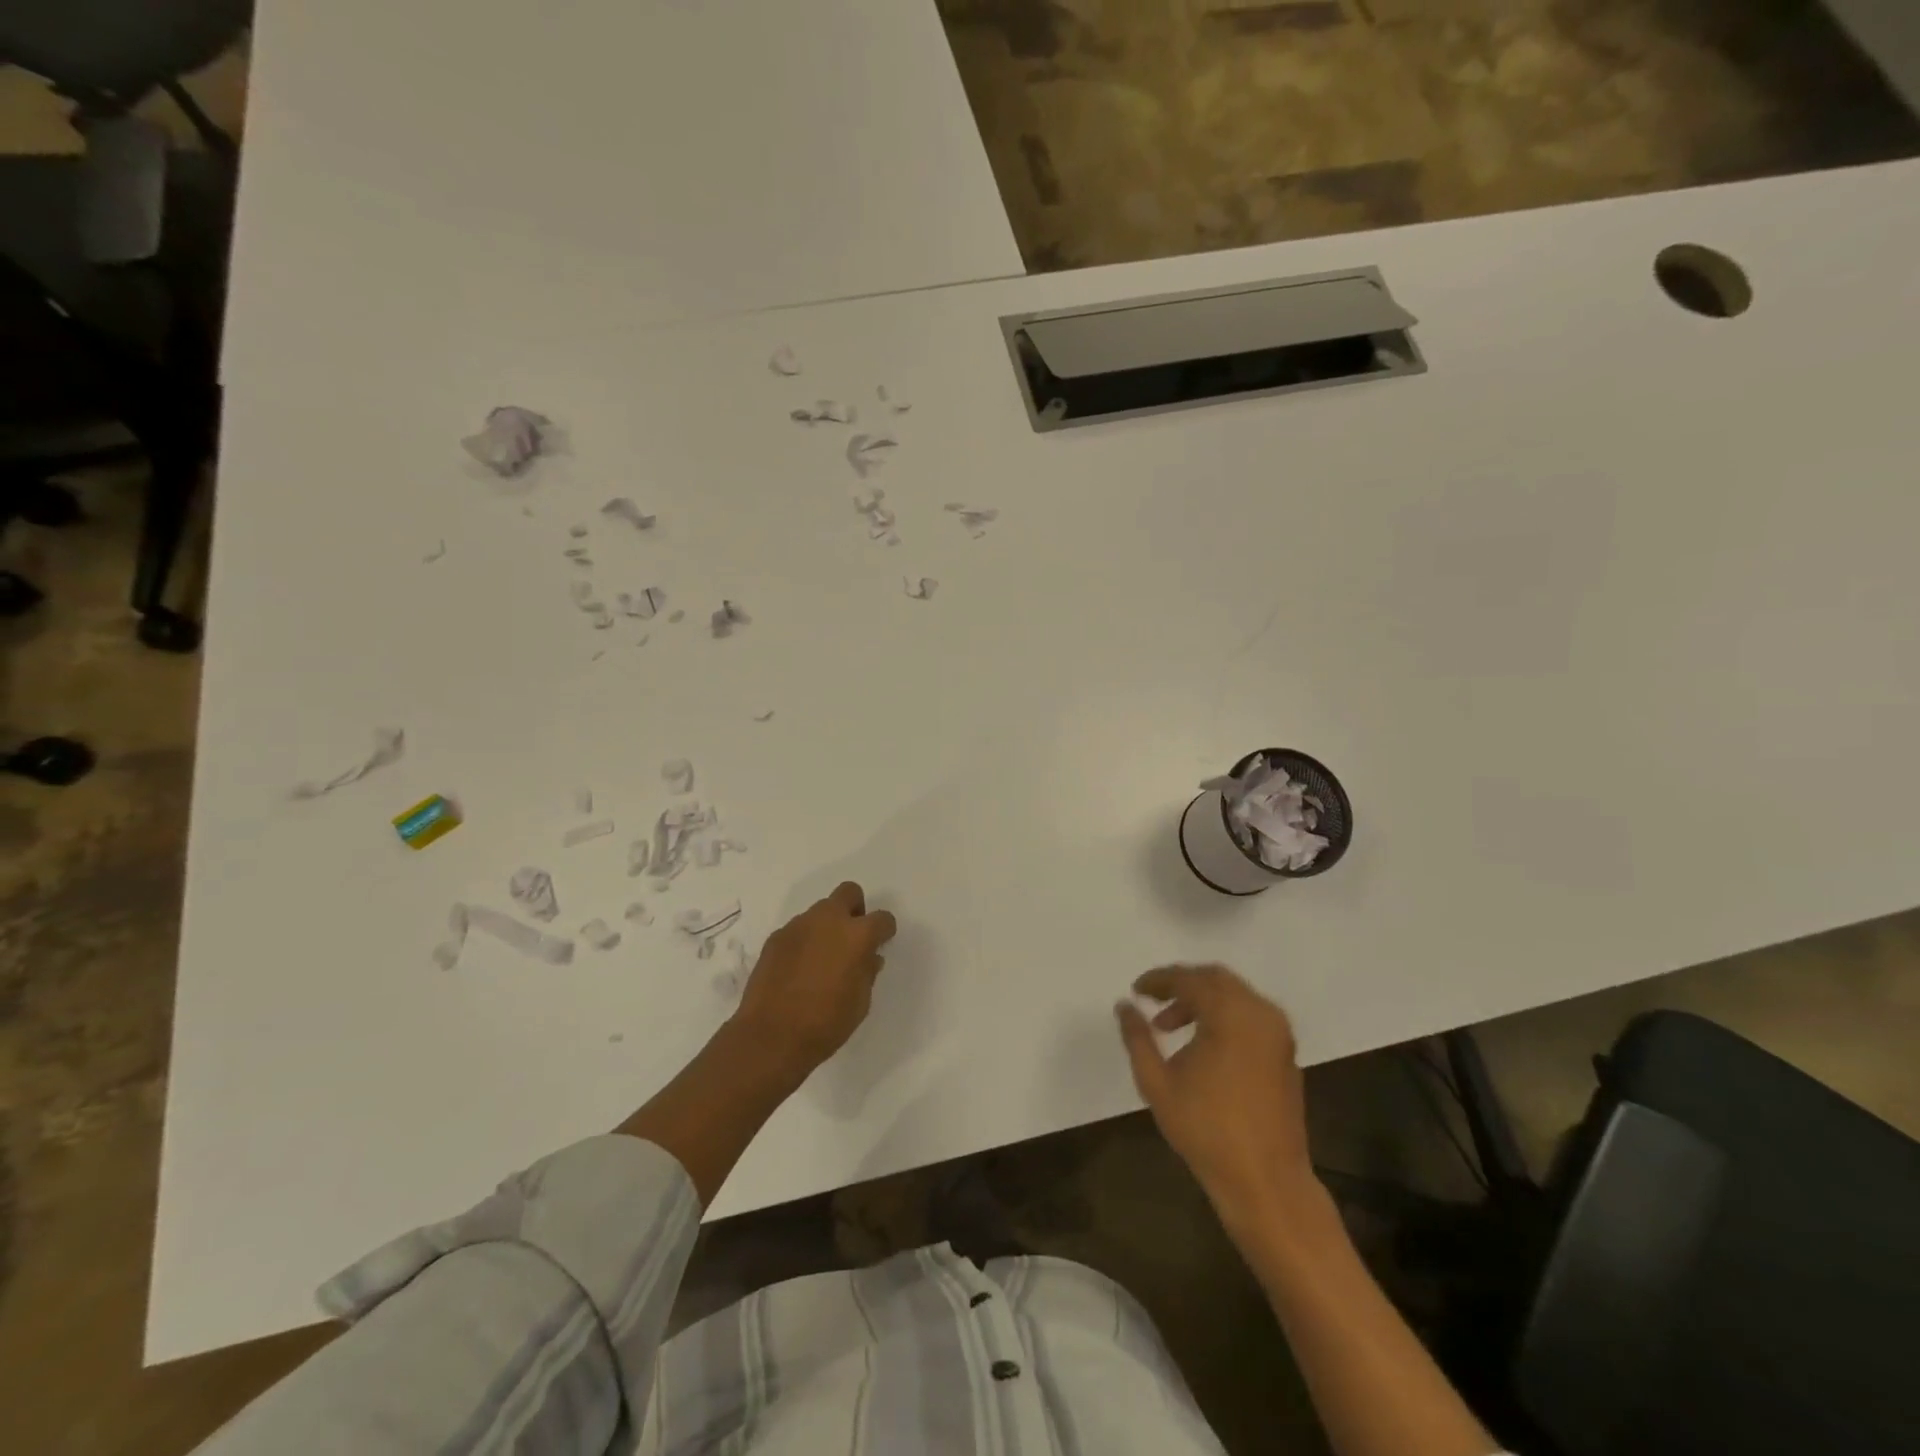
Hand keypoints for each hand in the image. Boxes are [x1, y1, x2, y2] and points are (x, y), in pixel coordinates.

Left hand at [734, 882, 897, 1077]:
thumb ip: (867, 972)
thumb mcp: (861, 1002)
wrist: (771, 1036)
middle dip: (855, 909)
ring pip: (820, 911)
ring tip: (822, 958)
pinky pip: (798, 930)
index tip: (881, 943)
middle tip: (852, 937)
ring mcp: (798, 926)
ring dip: (827, 926)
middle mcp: (828, 920)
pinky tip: (799, 969)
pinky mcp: (776, 937)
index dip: (885, 930)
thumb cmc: (826, 1023)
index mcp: (857, 935)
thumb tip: (868, 958)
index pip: (882, 918)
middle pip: (849, 893)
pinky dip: (804, 941)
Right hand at [1117, 965, 1317, 1226]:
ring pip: (1234, 995)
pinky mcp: (1286, 1051)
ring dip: (1202, 1000)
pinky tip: (1202, 1043)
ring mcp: (1278, 1032)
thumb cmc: (1207, 1131)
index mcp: (1230, 1015)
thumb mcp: (1157, 1083)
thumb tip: (1124, 1005)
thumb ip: (1137, 1037)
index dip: (1158, 980)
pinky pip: (1250, 1014)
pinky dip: (1223, 1015)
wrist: (1267, 1181)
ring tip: (1170, 1027)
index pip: (1188, 979)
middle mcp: (1259, 1013)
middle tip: (1153, 1000)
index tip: (1136, 990)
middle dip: (1181, 984)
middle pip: (1215, 978)